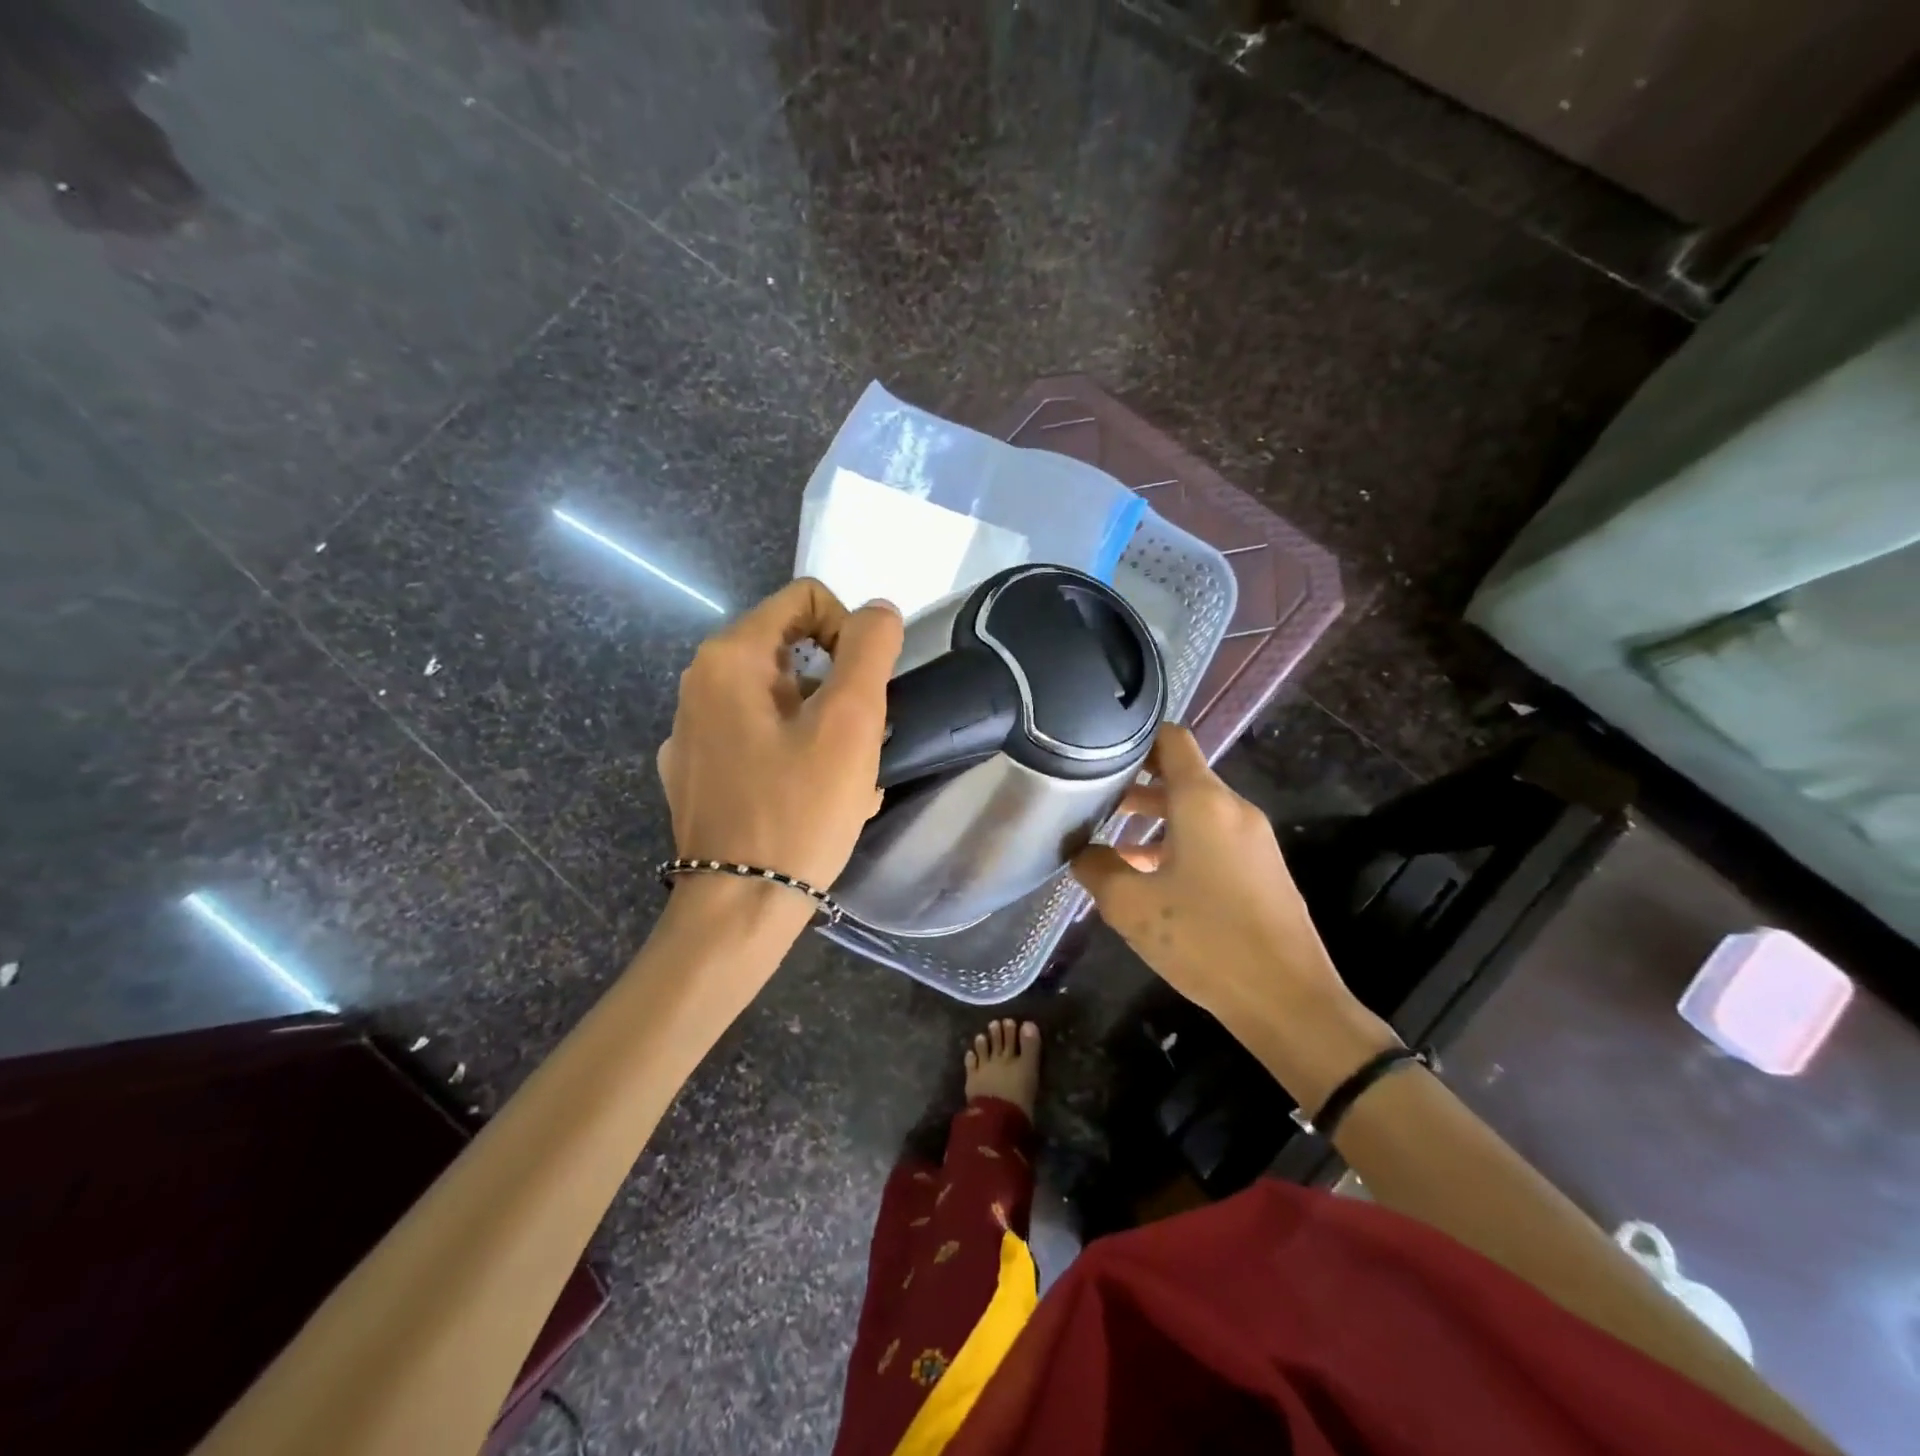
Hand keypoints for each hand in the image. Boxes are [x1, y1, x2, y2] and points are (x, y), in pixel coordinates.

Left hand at [657, 578, 902, 902]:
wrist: (739, 910)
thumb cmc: (798, 811)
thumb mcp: (849, 723)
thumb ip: (869, 650)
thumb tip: (878, 610)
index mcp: (729, 658)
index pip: (806, 599)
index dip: (849, 631)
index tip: (864, 690)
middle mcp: (699, 683)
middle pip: (795, 652)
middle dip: (839, 690)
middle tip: (857, 744)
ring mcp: (691, 732)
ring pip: (782, 700)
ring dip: (824, 728)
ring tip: (843, 781)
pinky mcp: (696, 772)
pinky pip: (759, 739)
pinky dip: (794, 754)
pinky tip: (810, 799)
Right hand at [1071, 725, 1352, 1035]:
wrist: (1287, 1000)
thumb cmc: (1205, 940)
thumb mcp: (1131, 905)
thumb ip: (1096, 868)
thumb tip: (1081, 851)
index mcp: (1204, 802)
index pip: (1172, 739)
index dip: (1134, 737)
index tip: (1098, 749)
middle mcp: (1233, 809)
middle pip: (1180, 775)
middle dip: (1134, 783)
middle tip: (1091, 796)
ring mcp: (1253, 840)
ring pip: (1195, 810)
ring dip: (1154, 817)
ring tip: (1109, 839)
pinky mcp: (1261, 869)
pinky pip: (1212, 838)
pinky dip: (1177, 842)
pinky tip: (1146, 876)